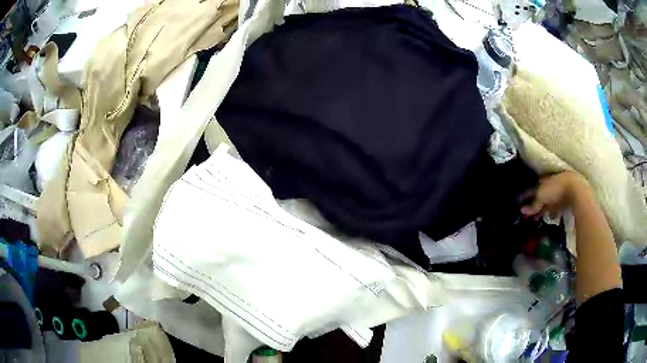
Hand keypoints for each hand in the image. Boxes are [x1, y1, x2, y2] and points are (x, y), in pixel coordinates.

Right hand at [521, 171, 590, 217]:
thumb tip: (522, 211)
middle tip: (527, 214)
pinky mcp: (565, 200)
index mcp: (542, 181)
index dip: (524, 196)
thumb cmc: (555, 189)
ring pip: (548, 202)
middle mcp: (549, 185)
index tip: (518, 204)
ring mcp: (557, 192)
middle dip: (534, 204)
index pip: (531, 189)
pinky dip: (552, 212)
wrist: (575, 190)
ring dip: (543, 209)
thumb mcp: (541, 196)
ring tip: (538, 218)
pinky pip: (556, 207)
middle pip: (539, 195)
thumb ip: (532, 205)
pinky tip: (551, 217)